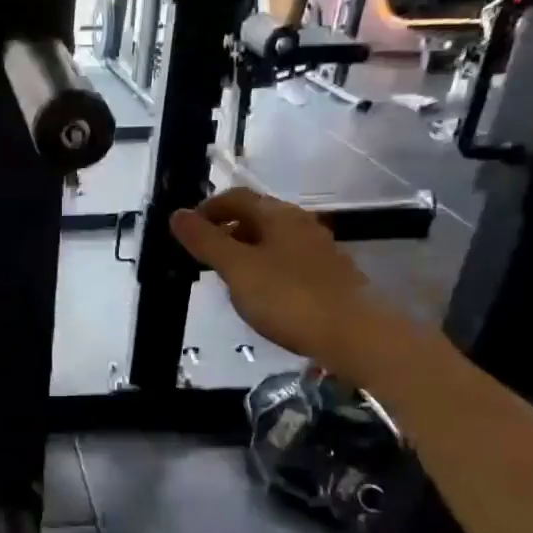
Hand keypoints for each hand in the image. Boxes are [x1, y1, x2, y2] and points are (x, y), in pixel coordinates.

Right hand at [169, 187, 410, 385]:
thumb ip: (205, 241)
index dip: (208, 209)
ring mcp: (319, 250)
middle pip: (257, 216)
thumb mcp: (237, 269)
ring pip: (273, 240)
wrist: (355, 335)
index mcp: (278, 215)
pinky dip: (266, 269)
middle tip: (204, 256)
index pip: (237, 197)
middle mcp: (301, 224)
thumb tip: (177, 214)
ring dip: (246, 251)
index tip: (187, 231)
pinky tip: (262, 295)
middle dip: (226, 230)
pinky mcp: (330, 276)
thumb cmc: (288, 297)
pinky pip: (288, 262)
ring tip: (228, 278)